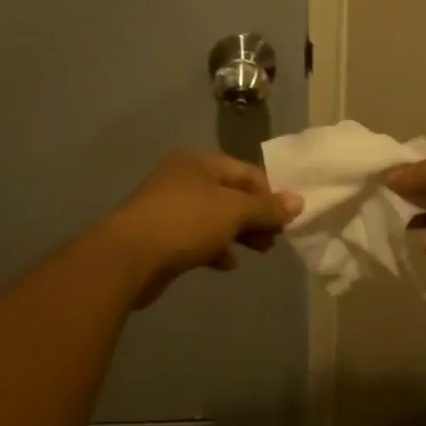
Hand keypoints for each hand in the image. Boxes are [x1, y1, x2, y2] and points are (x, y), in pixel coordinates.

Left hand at [104, 150, 302, 307]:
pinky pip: (196, 236)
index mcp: (199, 162)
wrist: (127, 257)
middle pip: (231, 194)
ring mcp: (168, 206)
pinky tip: (227, 263)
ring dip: (238, 233)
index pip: (247, 172)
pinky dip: (214, 246)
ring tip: (259, 251)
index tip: (288, 219)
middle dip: (255, 216)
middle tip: (275, 239)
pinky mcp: (160, 234)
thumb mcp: (233, 212)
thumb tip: (298, 201)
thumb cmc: (185, 223)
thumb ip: (267, 207)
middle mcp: (183, 177)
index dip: (271, 194)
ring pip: (214, 216)